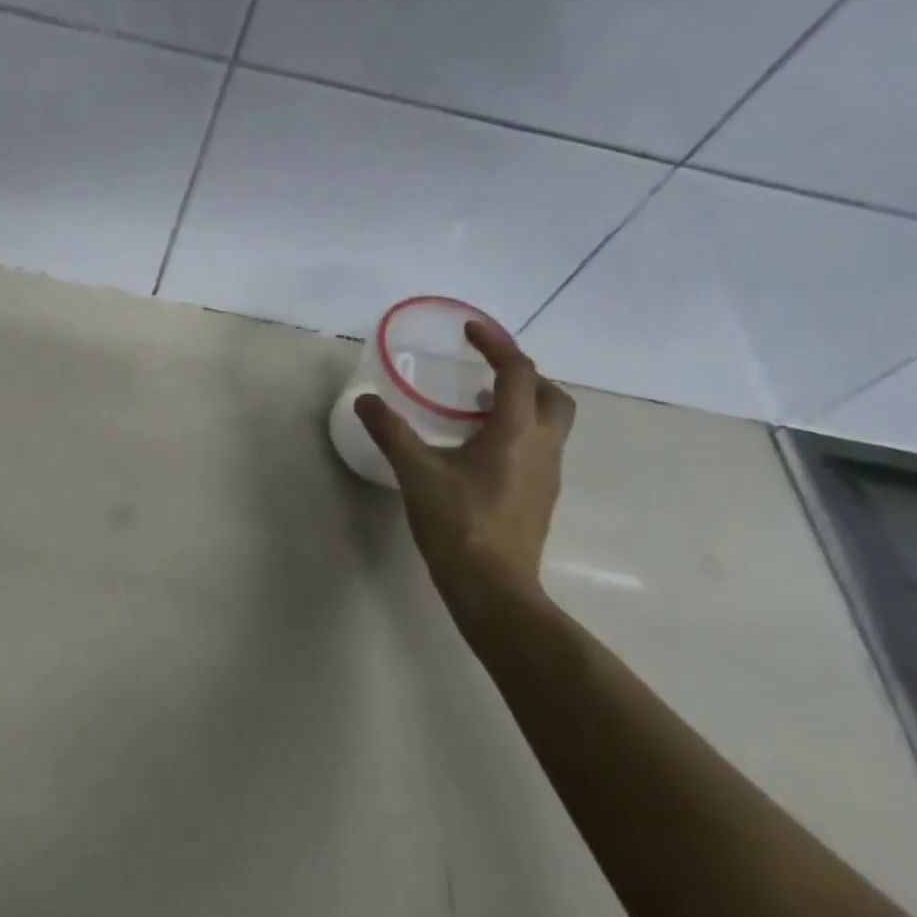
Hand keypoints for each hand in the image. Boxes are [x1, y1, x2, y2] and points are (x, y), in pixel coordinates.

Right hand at [355, 319, 574, 609]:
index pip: (517, 371)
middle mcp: (543, 446)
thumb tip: (365, 401)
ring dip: (521, 404)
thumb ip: (391, 432)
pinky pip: (538, 447)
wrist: (493, 587)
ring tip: (478, 405)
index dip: (496, 344)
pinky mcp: (540, 497)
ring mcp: (547, 474)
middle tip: (485, 371)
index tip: (470, 330)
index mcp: (517, 431)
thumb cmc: (458, 523)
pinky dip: (517, 432)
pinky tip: (480, 450)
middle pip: (550, 394)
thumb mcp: (416, 473)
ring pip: (549, 423)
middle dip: (522, 374)